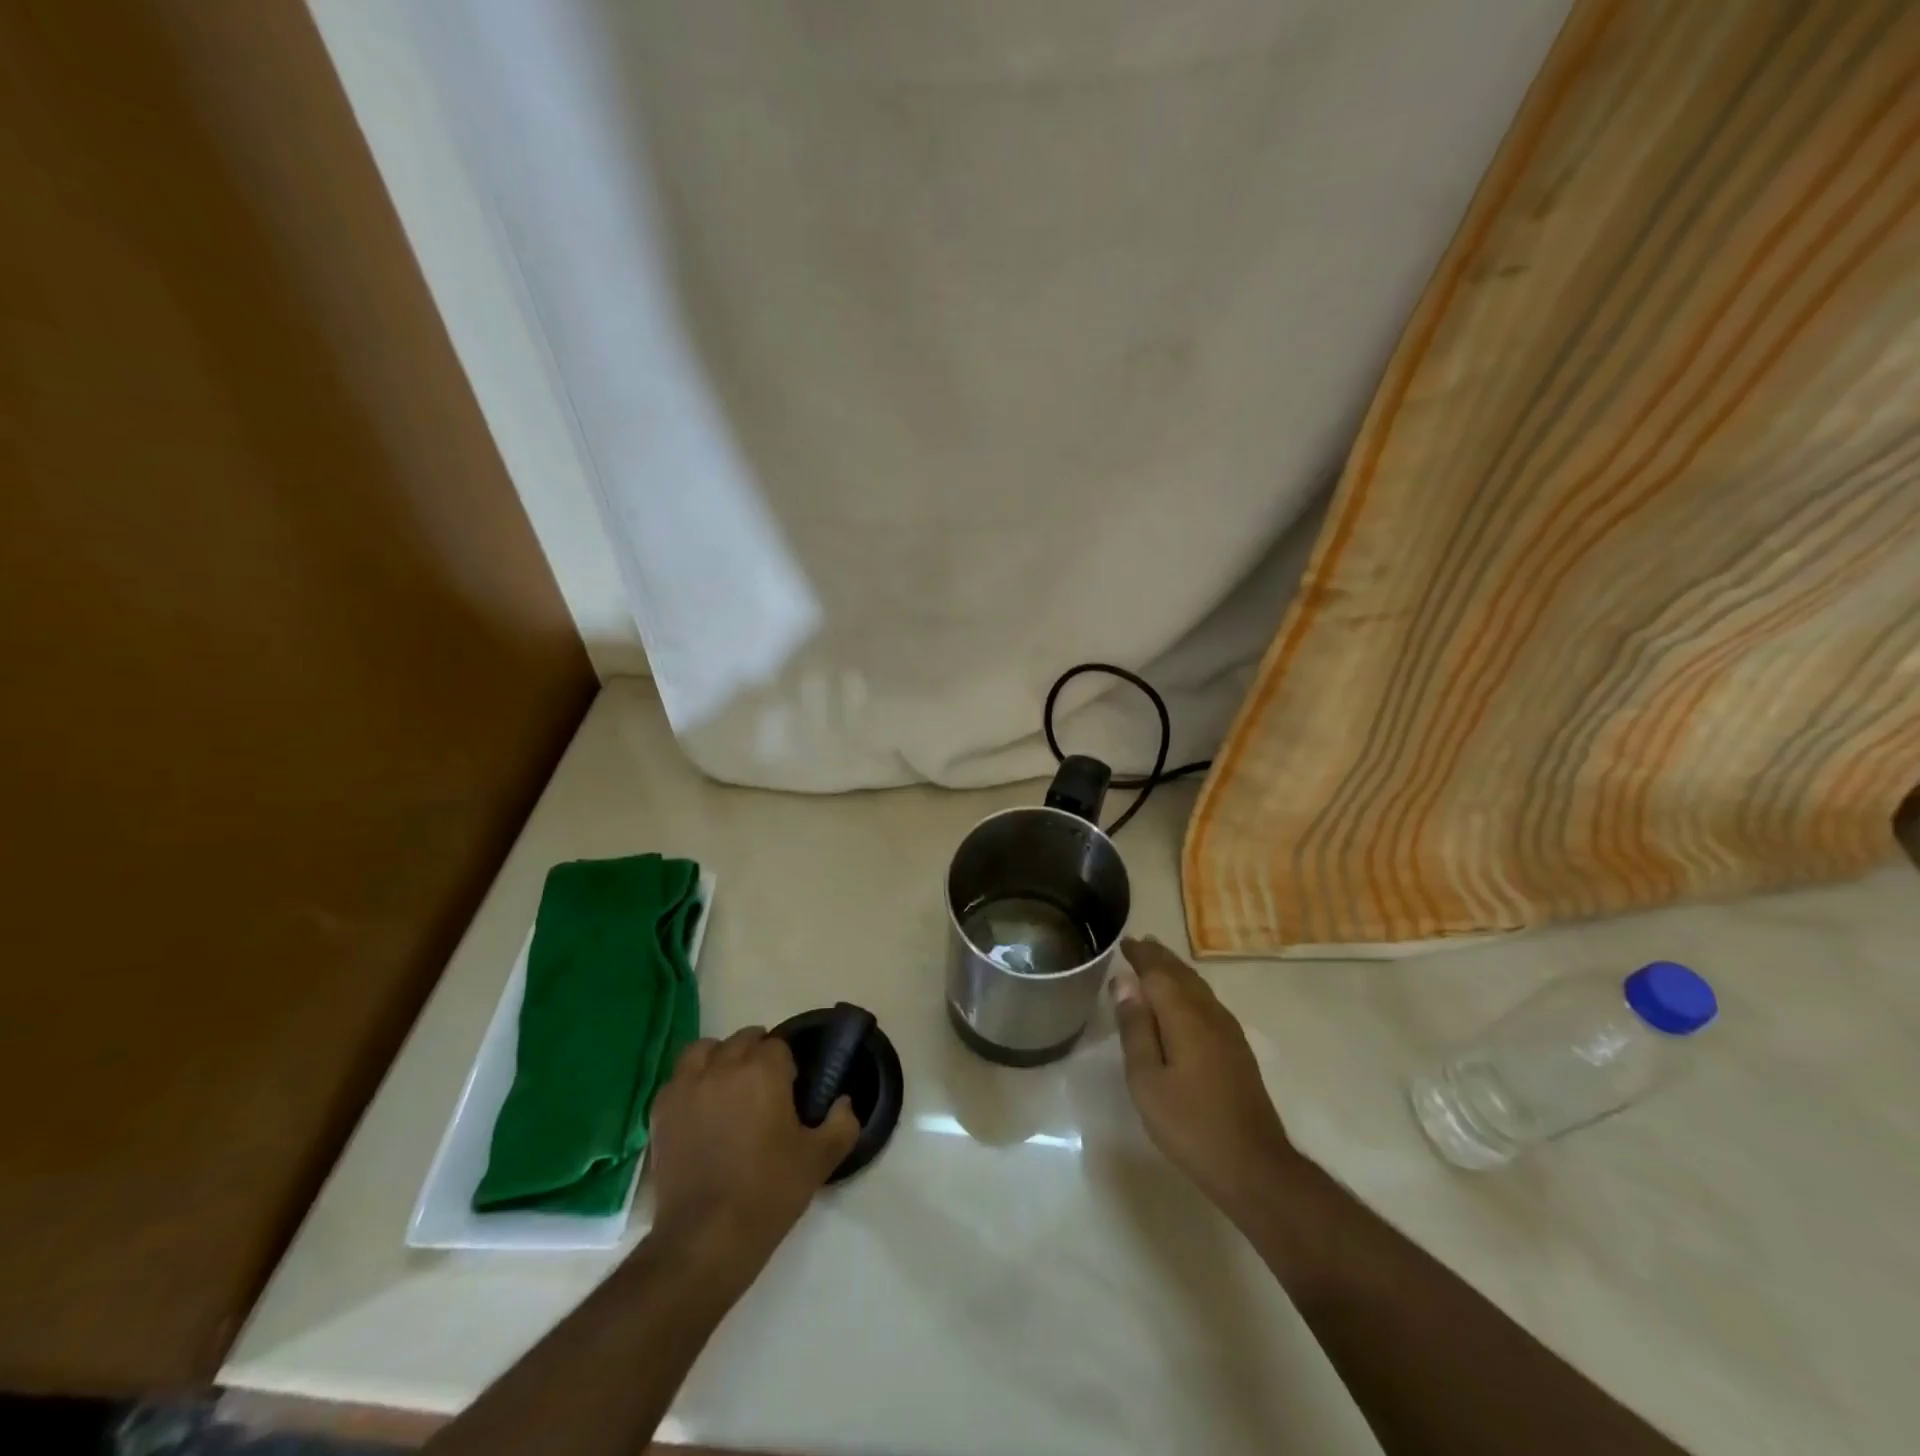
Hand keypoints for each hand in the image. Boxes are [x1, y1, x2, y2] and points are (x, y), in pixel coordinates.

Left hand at [647, 1027, 858, 1281]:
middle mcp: (724, 1066)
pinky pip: (678, 1078)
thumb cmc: (768, 1193)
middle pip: (743, 1040)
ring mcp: (687, 1086)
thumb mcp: (820, 1159)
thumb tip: (844, 1102)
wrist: (706, 1239)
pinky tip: (701, 1107)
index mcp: (764, 1070)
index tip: (790, 1091)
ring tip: (728, 1086)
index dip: (787, 1065)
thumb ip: (842, 1123)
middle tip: (765, 1090)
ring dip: (720, 1058)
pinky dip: (691, 1082)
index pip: (778, 1045)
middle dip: (757, 1055)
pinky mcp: (662, 1110)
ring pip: (705, 1050)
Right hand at [1113, 937, 1302, 1221]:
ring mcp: (1229, 1031)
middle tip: (1139, 944)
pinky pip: (1208, 1002)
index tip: (1124, 942)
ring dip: (1176, 971)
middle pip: (1182, 974)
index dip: (1141, 956)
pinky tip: (1184, 1001)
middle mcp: (1210, 1014)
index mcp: (1185, 1017)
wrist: (1253, 1166)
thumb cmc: (1190, 1125)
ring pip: (1198, 987)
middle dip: (1160, 957)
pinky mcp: (1237, 1049)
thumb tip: (1124, 982)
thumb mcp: (1147, 1080)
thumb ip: (1135, 1028)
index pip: (1159, 972)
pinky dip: (1189, 989)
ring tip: (1157, 963)